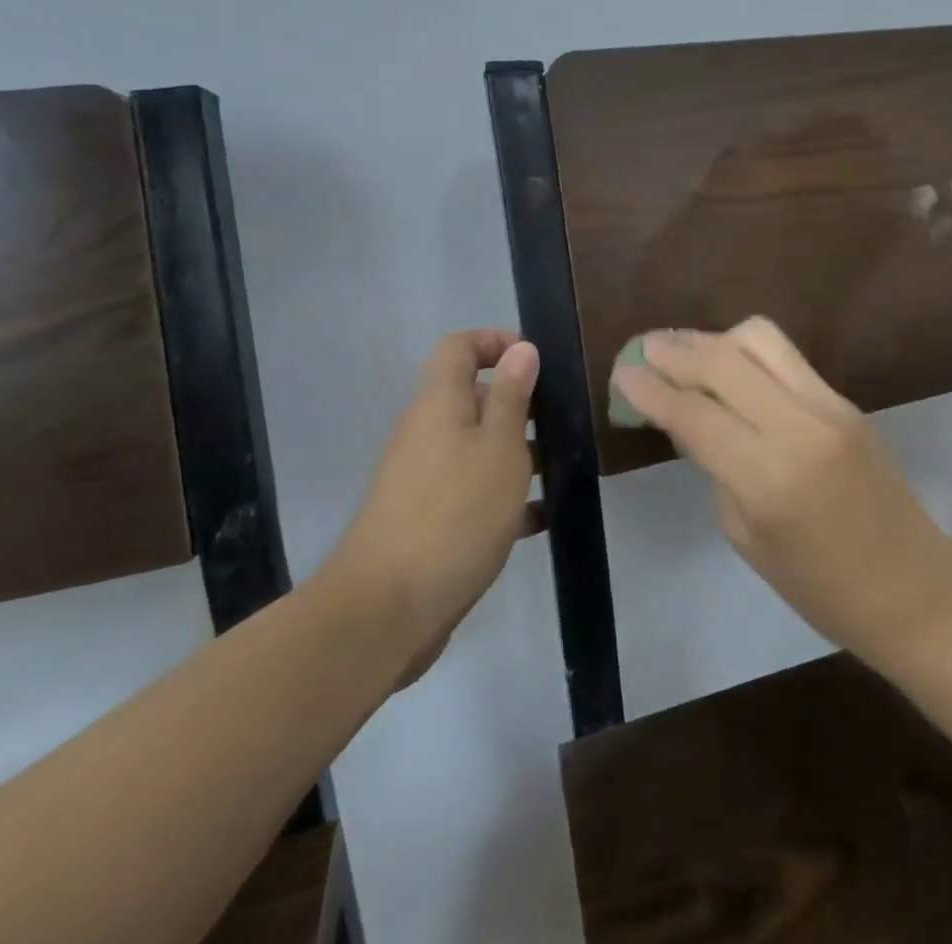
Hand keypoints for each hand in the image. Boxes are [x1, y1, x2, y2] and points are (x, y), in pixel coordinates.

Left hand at [323, 329, 539, 689]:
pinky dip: (505, 497)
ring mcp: (424, 478)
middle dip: (520, 405)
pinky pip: (473, 491)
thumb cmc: (455, 514)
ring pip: (478, 447)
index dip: (495, 341)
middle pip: (473, 398)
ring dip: (519, 453)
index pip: (459, 347)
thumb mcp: (499, 448)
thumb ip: (512, 396)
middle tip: (565, 422)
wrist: (386, 611)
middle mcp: (427, 433)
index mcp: (439, 403)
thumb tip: (521, 349)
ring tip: (564, 469)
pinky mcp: (429, 519)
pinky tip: (543, 518)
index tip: (537, 362)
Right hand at [610, 318, 951, 667]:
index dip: (651, 391)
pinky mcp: (846, 399)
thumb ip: (714, 467)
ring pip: (761, 339)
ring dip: (714, 339)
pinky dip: (746, 354)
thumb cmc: (820, 587)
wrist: (912, 586)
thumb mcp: (747, 536)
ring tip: (685, 354)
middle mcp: (800, 426)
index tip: (622, 375)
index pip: (696, 413)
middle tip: (643, 351)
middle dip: (676, 350)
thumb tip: (685, 417)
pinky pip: (786, 358)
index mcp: (769, 477)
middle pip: (726, 359)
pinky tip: (728, 371)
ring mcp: (829, 405)